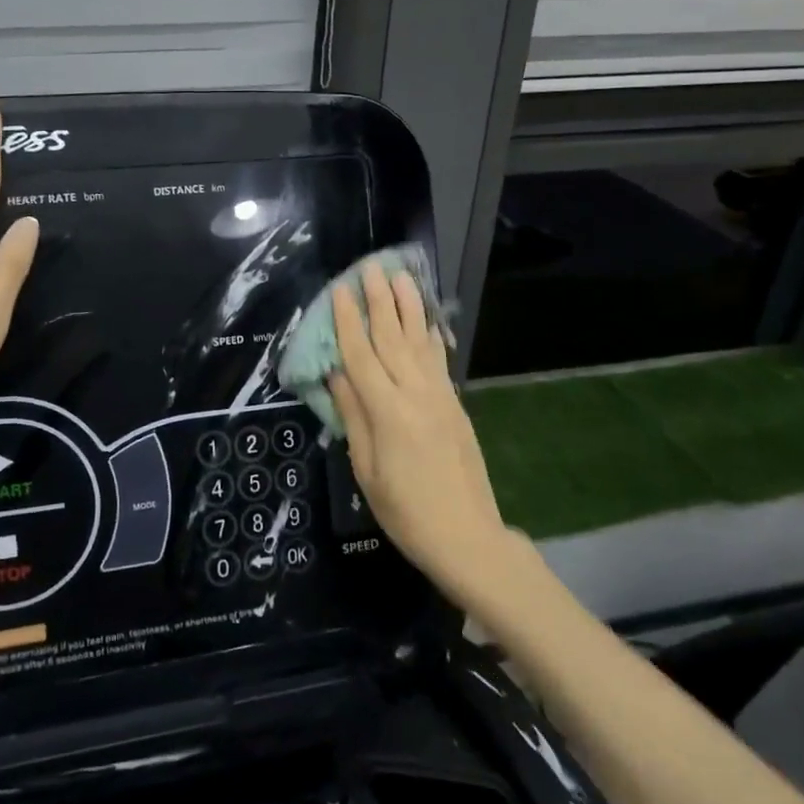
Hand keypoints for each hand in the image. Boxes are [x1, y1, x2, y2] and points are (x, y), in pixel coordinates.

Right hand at [328, 262, 508, 597]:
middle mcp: (415, 394)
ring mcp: (440, 397)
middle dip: (379, 300)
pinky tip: (429, 319)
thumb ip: (353, 417)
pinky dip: (432, 336)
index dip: (348, 320)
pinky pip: (440, 361)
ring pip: (420, 342)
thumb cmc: (405, 512)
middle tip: (370, 266)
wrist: (467, 536)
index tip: (339, 289)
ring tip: (401, 276)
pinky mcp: (455, 405)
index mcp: (388, 412)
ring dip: (409, 306)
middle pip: (393, 338)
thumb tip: (336, 374)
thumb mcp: (366, 471)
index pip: (361, 355)